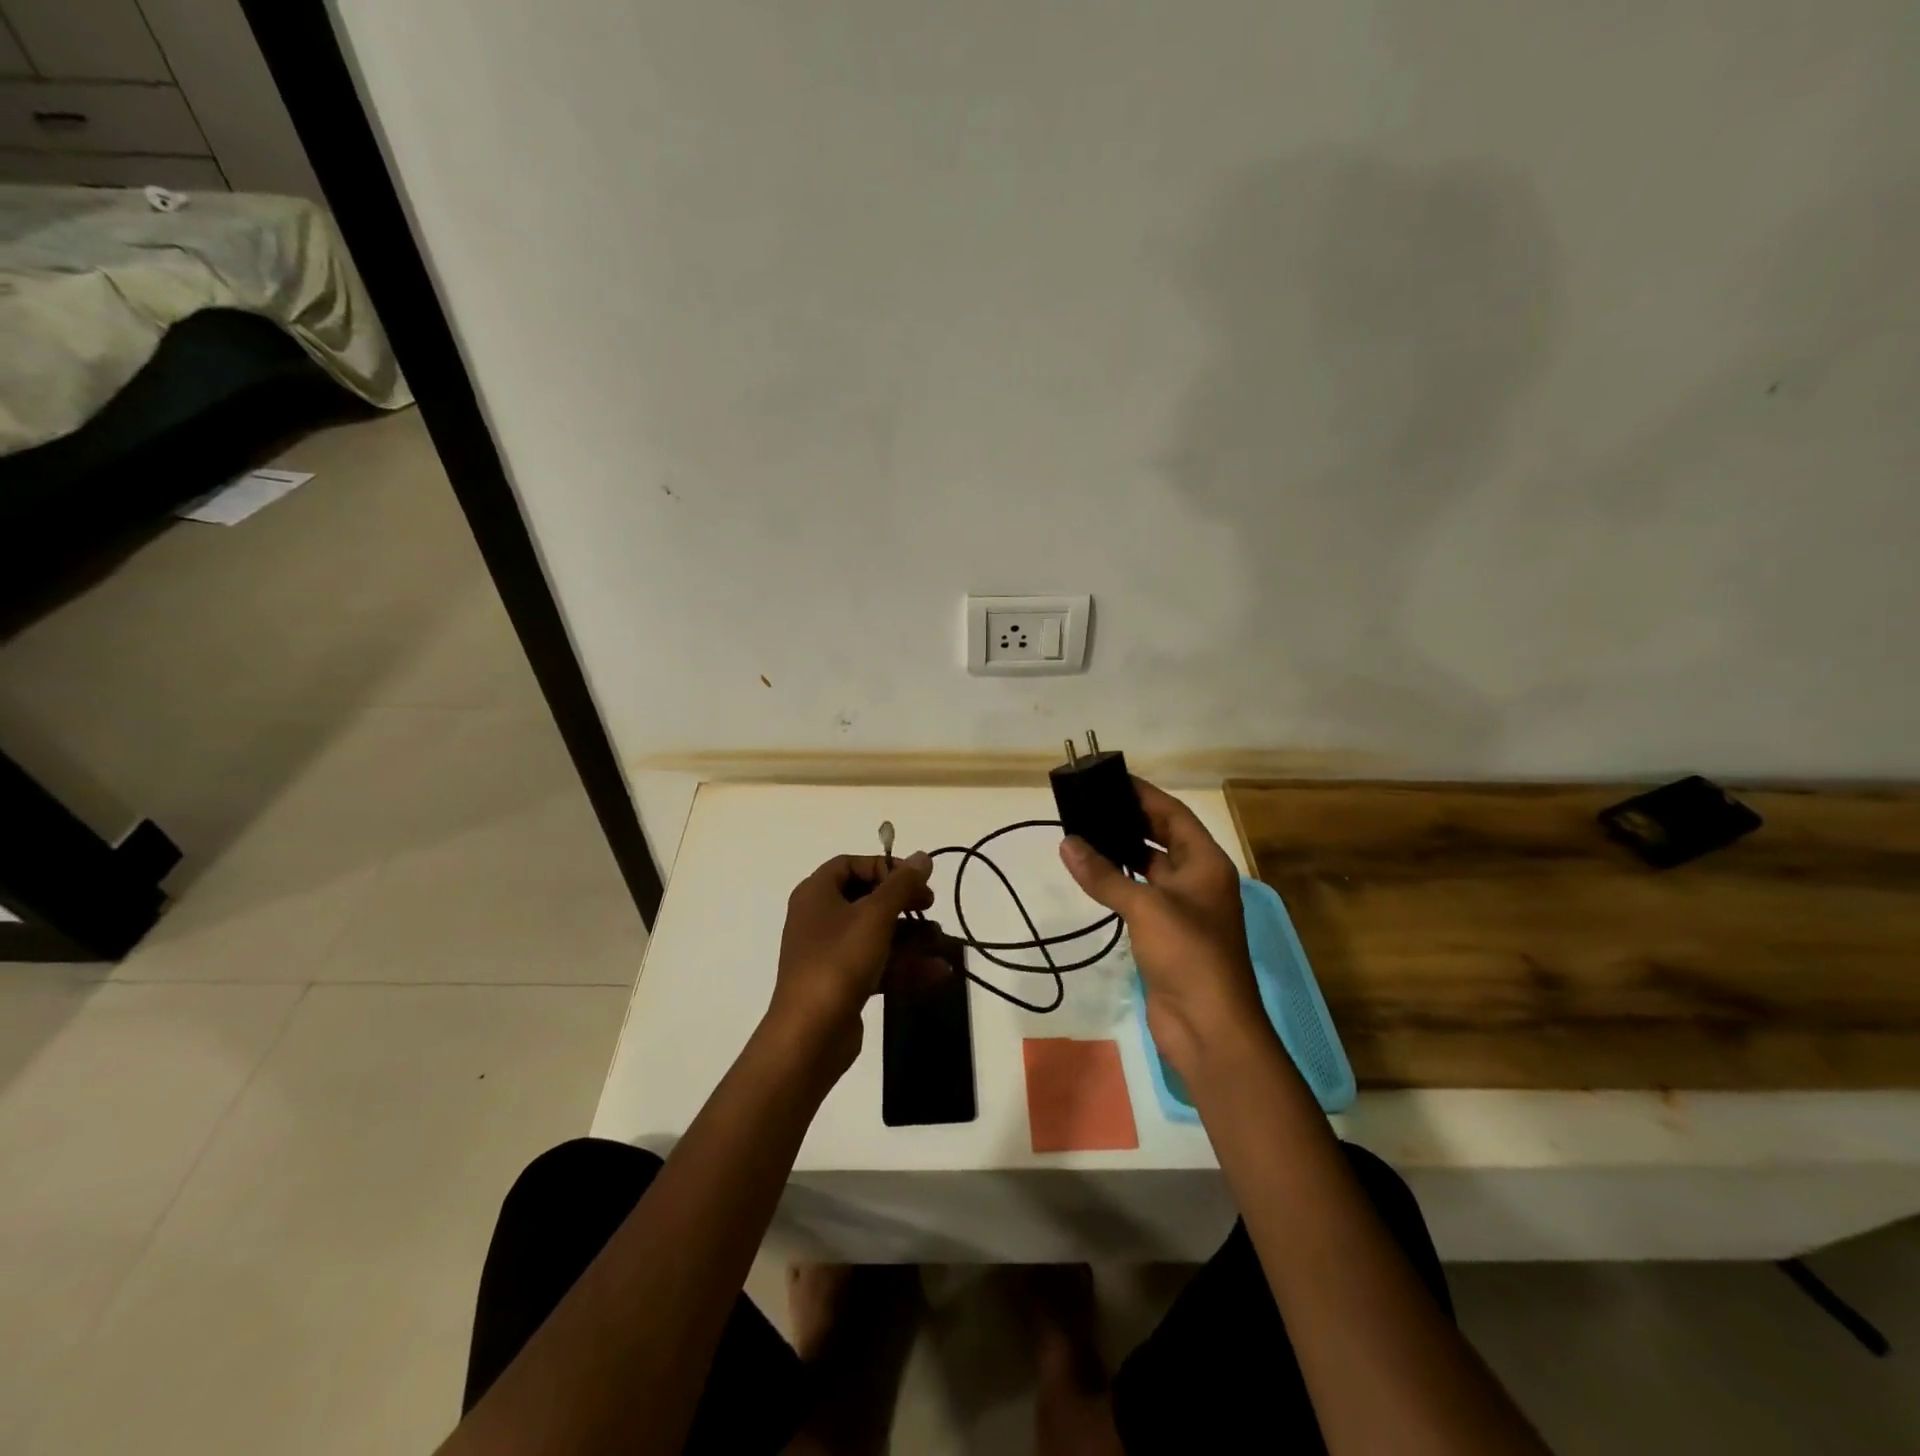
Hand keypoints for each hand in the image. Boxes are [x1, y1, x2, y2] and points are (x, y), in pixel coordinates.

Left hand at [768, 852, 933, 1074]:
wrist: (809, 1035)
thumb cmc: (839, 961)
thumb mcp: (876, 915)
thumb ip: (902, 884)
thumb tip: (923, 856)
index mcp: (816, 893)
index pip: (851, 864)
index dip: (884, 868)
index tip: (914, 881)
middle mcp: (819, 918)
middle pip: (866, 899)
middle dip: (903, 903)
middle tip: (930, 907)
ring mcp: (830, 954)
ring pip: (876, 934)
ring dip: (911, 937)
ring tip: (941, 943)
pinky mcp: (842, 985)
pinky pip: (878, 964)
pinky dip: (905, 966)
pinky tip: (938, 973)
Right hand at [1058, 780, 1265, 1079]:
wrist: (1210, 1028)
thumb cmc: (1189, 955)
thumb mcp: (1146, 906)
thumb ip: (1105, 874)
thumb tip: (1067, 843)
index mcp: (1206, 863)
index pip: (1174, 815)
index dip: (1144, 795)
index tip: (1110, 779)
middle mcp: (1198, 880)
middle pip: (1162, 838)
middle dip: (1129, 821)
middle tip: (1089, 804)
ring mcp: (1183, 909)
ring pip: (1149, 868)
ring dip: (1121, 852)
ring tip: (1083, 833)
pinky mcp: (1166, 935)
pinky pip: (1140, 897)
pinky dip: (1118, 883)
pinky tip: (1091, 874)